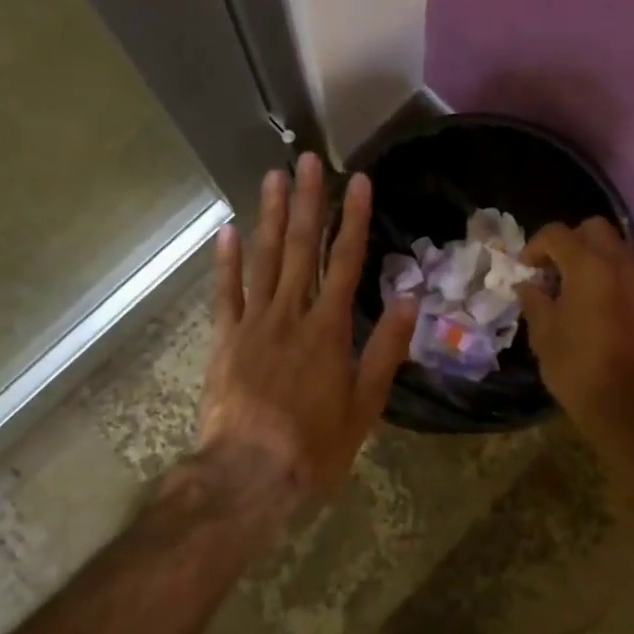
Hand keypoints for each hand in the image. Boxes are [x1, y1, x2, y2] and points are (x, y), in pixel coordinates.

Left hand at [199, 153, 416, 505]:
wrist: (248, 474)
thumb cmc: (314, 444)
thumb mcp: (365, 404)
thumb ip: (386, 348)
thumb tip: (410, 297)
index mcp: (329, 329)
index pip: (346, 262)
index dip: (353, 219)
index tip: (357, 181)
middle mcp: (291, 314)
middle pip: (302, 248)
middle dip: (308, 202)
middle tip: (308, 160)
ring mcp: (252, 323)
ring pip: (263, 259)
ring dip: (270, 216)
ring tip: (274, 177)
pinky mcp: (223, 339)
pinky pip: (225, 292)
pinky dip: (226, 261)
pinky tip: (228, 228)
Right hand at [517, 219, 633, 464]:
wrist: (629, 409)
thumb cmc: (577, 370)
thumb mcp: (543, 334)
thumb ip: (535, 300)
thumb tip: (530, 285)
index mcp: (590, 268)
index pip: (558, 234)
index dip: (535, 246)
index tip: (524, 269)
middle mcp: (621, 265)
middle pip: (593, 229)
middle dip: (568, 242)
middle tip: (550, 269)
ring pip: (615, 249)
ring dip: (590, 257)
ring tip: (571, 288)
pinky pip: (627, 272)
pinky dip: (608, 275)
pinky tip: (593, 305)